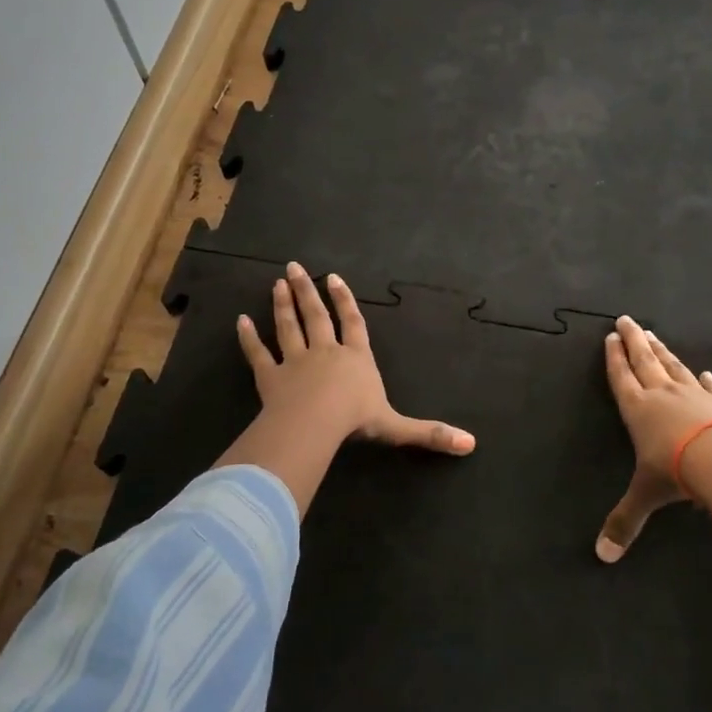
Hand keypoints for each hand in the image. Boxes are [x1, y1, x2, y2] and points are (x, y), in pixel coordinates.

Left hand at [237, 262, 475, 455]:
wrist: (316, 423)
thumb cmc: (357, 419)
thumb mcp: (397, 427)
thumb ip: (430, 433)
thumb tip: (470, 444)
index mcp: (356, 359)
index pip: (353, 324)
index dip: (346, 302)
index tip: (335, 279)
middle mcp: (326, 353)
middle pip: (316, 317)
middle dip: (308, 292)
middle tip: (295, 267)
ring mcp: (295, 362)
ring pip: (288, 328)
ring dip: (282, 305)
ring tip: (277, 284)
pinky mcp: (270, 377)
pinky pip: (258, 354)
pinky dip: (249, 338)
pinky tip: (241, 321)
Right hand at [596, 315, 711, 561]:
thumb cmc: (676, 472)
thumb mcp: (646, 497)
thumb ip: (625, 522)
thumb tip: (602, 556)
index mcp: (638, 410)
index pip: (621, 377)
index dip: (614, 358)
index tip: (610, 337)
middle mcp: (663, 395)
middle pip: (645, 361)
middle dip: (634, 341)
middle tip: (627, 320)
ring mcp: (696, 395)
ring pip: (674, 366)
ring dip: (662, 350)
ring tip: (654, 335)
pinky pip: (709, 386)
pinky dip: (703, 378)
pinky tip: (702, 371)